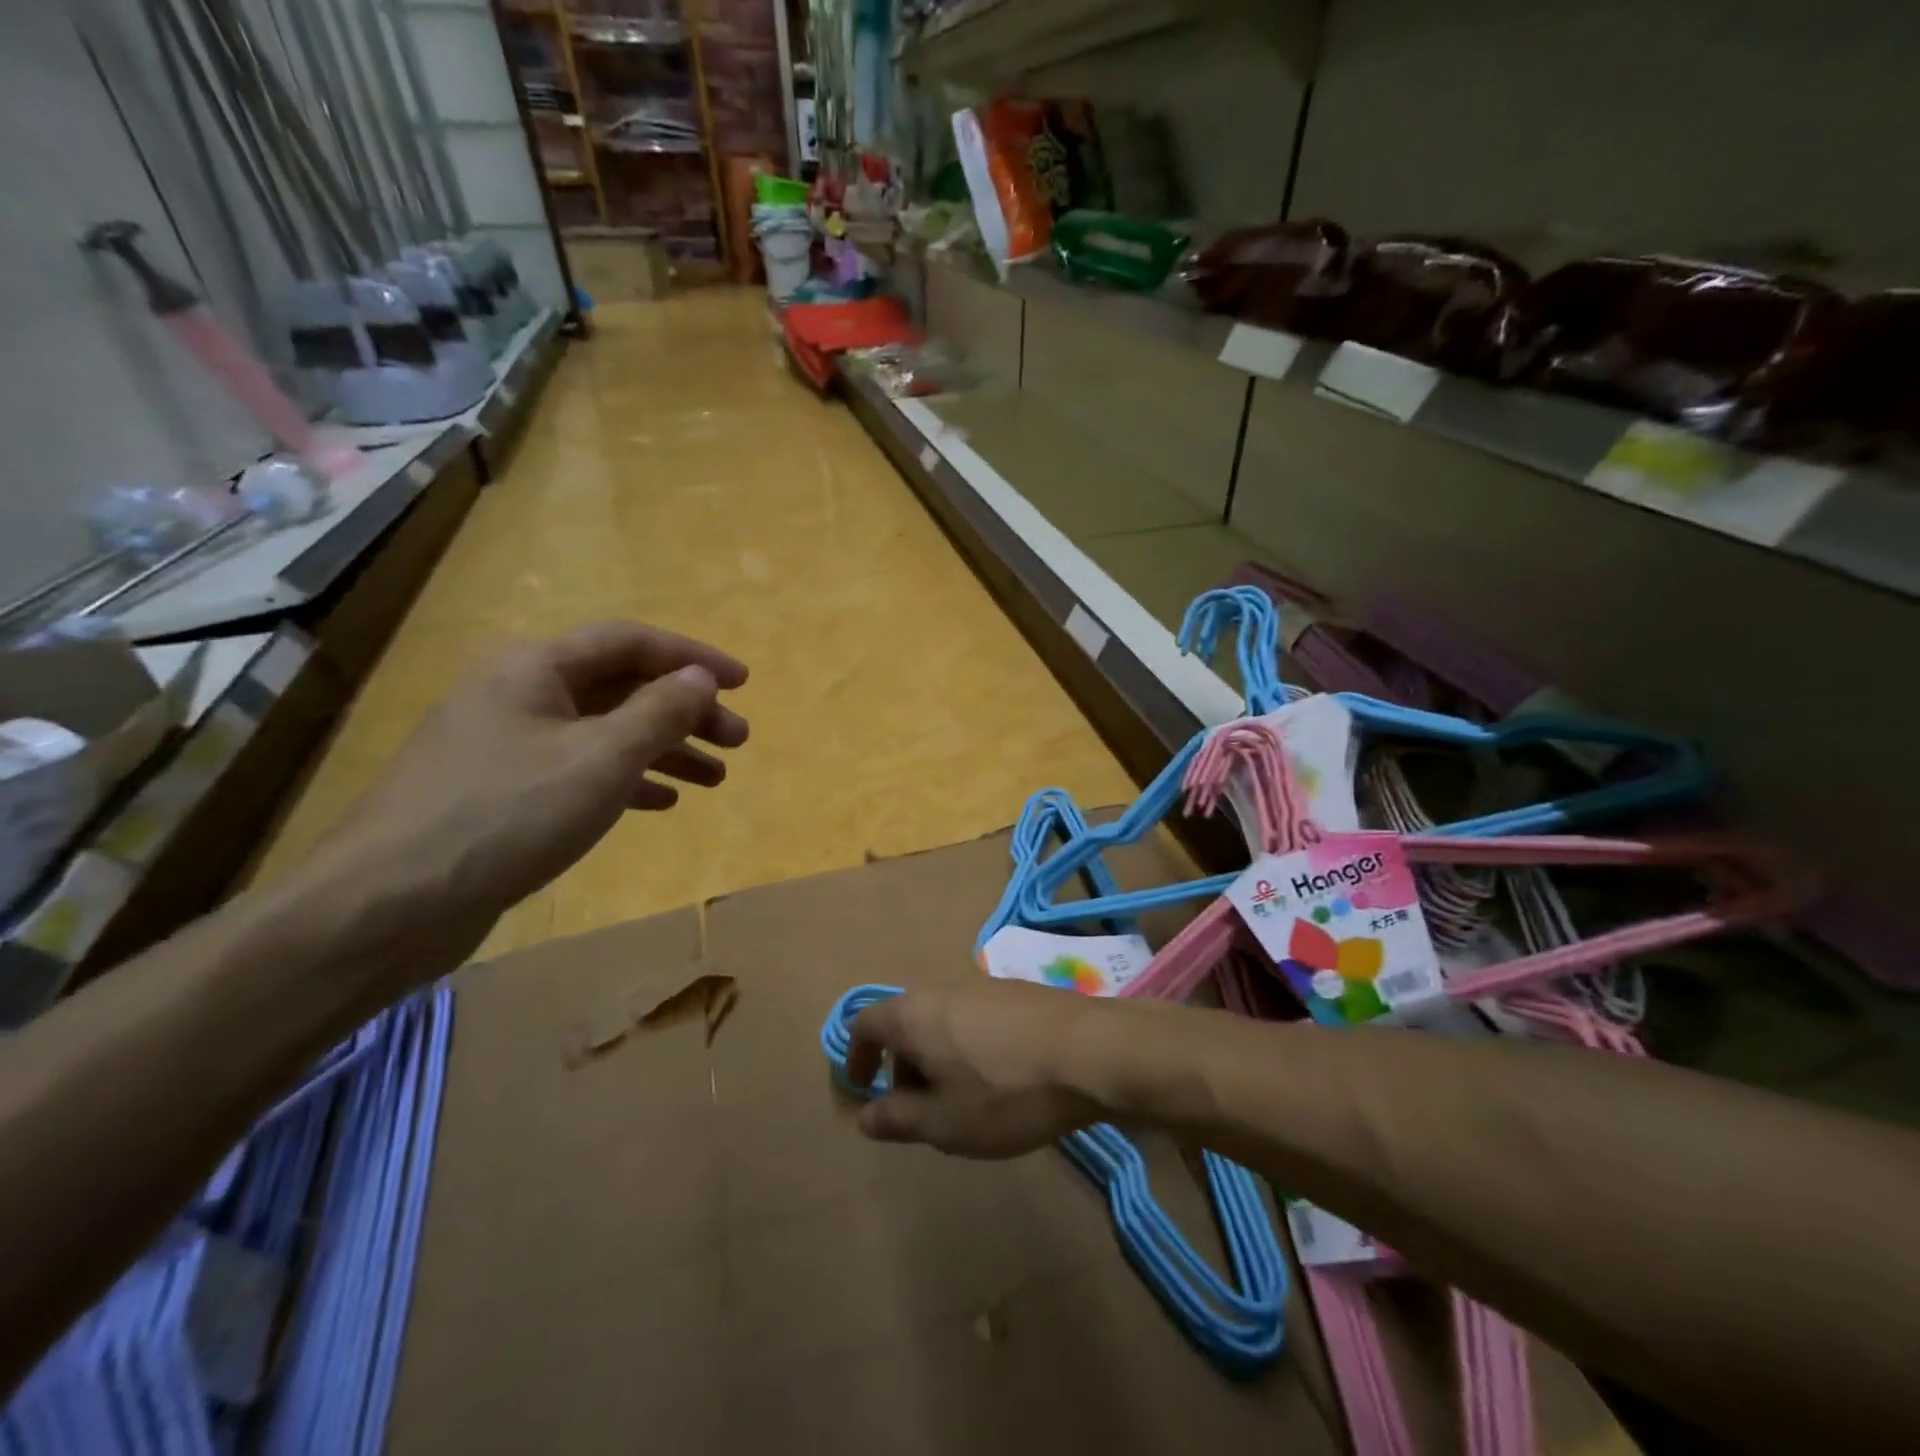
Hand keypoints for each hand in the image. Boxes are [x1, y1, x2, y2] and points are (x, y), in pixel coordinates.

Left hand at [312, 621, 747, 966]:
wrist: (387, 905)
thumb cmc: (507, 813)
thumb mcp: (601, 758)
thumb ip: (659, 712)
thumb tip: (700, 678)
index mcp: (536, 669)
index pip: (630, 642)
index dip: (693, 657)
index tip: (743, 683)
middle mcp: (521, 696)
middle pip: (621, 688)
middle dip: (686, 712)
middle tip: (738, 741)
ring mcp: (508, 746)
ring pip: (605, 733)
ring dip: (664, 749)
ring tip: (715, 778)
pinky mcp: (504, 794)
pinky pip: (581, 771)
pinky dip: (627, 780)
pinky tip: (662, 802)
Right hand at [845, 981, 1108, 1157]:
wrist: (1089, 1052)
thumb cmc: (1005, 1092)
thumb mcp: (943, 1122)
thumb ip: (897, 1119)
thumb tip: (865, 1115)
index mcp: (914, 1014)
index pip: (865, 1023)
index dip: (856, 1057)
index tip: (861, 1089)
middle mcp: (943, 990)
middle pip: (907, 1022)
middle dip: (903, 1065)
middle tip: (918, 1108)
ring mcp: (984, 987)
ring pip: (944, 1022)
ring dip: (939, 1060)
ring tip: (963, 1103)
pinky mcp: (1019, 994)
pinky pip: (976, 1021)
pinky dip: (970, 1050)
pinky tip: (1002, 1083)